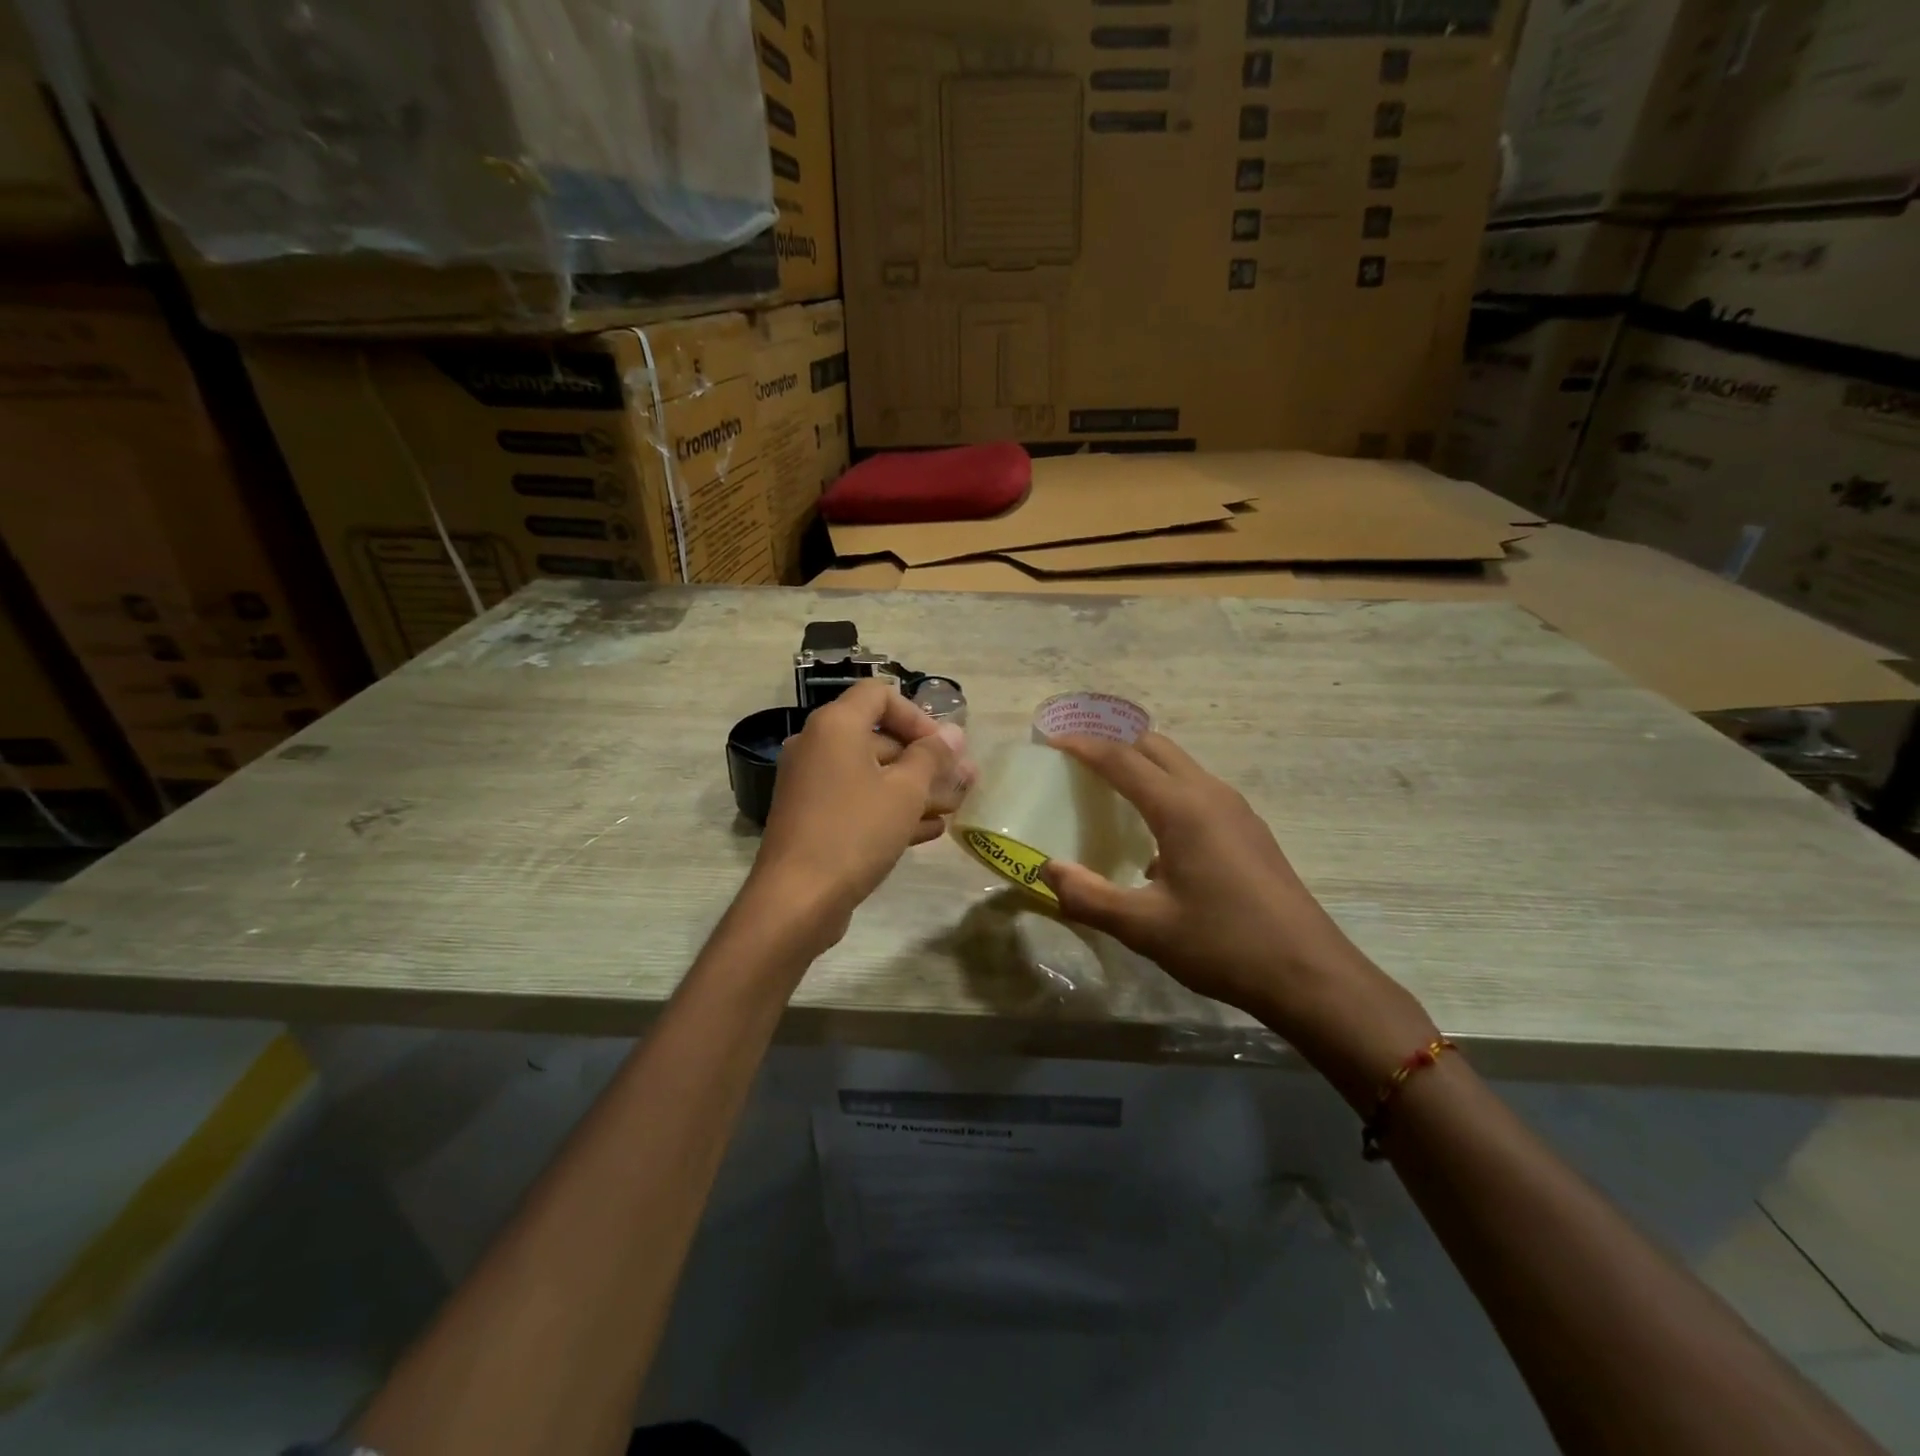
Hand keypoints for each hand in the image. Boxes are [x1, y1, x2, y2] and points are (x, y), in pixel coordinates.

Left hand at [749, 679, 972, 948]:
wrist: (797, 899)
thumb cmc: (856, 832)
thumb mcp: (905, 791)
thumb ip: (932, 757)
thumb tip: (953, 733)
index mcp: (835, 726)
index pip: (880, 695)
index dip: (917, 715)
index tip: (943, 748)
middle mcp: (817, 746)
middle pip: (878, 737)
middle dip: (924, 759)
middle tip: (961, 782)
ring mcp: (812, 783)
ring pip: (871, 773)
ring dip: (914, 787)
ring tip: (955, 807)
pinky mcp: (813, 816)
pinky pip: (857, 800)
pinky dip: (890, 808)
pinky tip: (930, 829)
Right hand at [1039, 732, 1435, 1098]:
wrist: (1309, 974)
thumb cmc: (1223, 944)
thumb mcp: (1145, 928)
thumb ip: (1089, 897)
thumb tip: (1047, 871)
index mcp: (1181, 807)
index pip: (1122, 758)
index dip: (1083, 746)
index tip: (1050, 742)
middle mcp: (1210, 794)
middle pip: (1154, 746)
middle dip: (1113, 742)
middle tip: (1076, 758)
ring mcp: (1235, 810)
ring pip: (1180, 765)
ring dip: (1142, 764)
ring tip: (1108, 788)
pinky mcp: (1249, 830)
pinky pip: (1196, 789)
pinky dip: (1165, 788)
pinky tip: (1153, 834)